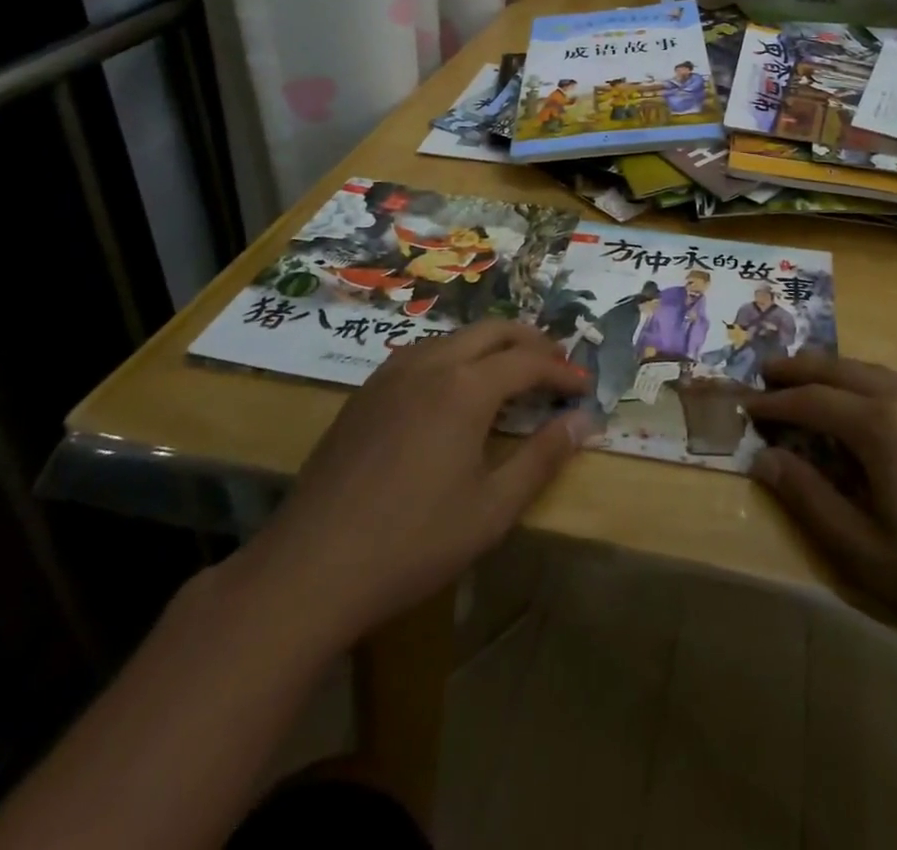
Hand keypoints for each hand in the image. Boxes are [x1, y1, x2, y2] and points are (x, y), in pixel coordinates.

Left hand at [232, 321, 595, 648]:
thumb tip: (584, 421)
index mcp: (465, 387)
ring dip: (492, 345)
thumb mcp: (492, 509)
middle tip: (557, 366)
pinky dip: (455, 356)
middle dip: (531, 341)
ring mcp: (391, 373)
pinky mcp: (365, 392)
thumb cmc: (413, 542)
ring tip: (512, 372)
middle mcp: (430, 364)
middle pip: (493, 330)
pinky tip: (454, 388)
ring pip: (455, 336)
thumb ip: (542, 458)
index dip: (562, 371)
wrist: (310, 568)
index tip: (585, 387)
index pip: (528, 361)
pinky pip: (423, 353)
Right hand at [746, 353, 896, 674]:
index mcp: (881, 427)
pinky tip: (867, 409)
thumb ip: (810, 501)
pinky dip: (869, 385)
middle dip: (800, 369)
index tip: (745, 406)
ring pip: (875, 372)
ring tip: (808, 381)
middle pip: (841, 370)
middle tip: (767, 373)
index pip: (811, 401)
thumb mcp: (868, 555)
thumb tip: (764, 460)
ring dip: (835, 372)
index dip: (775, 403)